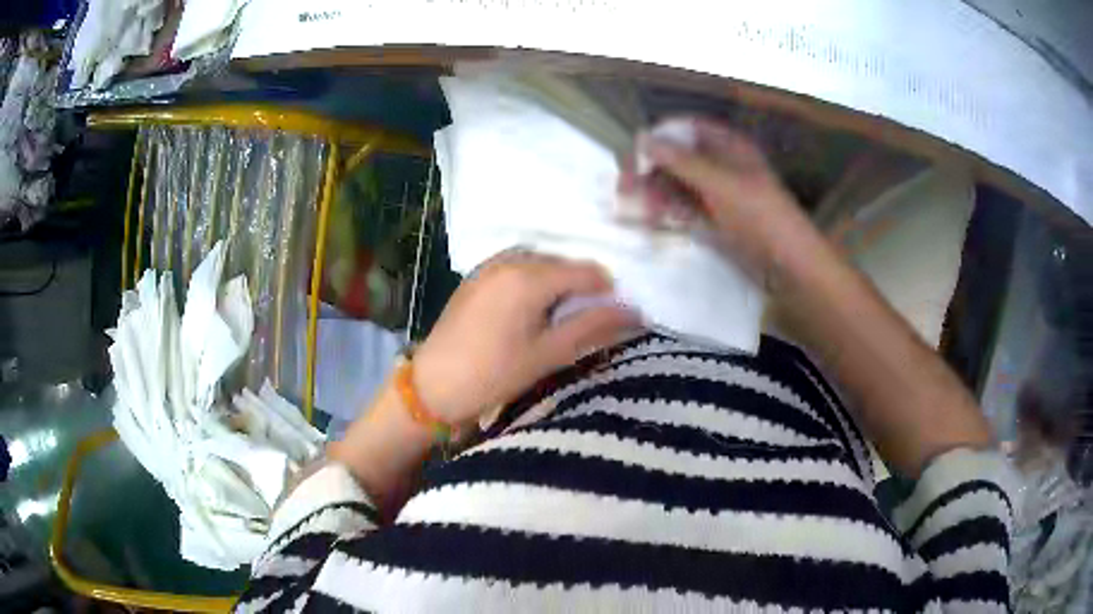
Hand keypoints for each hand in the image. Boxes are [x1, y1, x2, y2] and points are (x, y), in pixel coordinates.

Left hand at [412, 253, 638, 425]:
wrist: (432, 386)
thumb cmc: (492, 375)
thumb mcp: (548, 355)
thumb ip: (592, 327)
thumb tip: (634, 311)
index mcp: (529, 277)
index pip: (586, 271)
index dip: (607, 291)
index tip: (613, 316)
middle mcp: (510, 260)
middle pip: (563, 263)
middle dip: (581, 287)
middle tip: (587, 319)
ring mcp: (489, 265)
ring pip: (540, 263)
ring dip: (557, 283)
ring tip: (560, 317)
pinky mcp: (477, 275)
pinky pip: (518, 267)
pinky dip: (534, 281)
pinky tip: (532, 309)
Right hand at [620, 117, 835, 295]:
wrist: (789, 264)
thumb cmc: (759, 215)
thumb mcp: (720, 183)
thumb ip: (681, 161)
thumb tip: (641, 138)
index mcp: (728, 145)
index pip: (686, 129)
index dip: (660, 136)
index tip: (634, 154)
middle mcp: (721, 164)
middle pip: (678, 156)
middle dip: (651, 169)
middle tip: (625, 189)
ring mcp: (718, 192)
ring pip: (678, 183)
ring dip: (656, 192)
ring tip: (640, 210)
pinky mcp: (716, 218)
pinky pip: (685, 206)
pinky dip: (669, 210)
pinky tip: (655, 219)